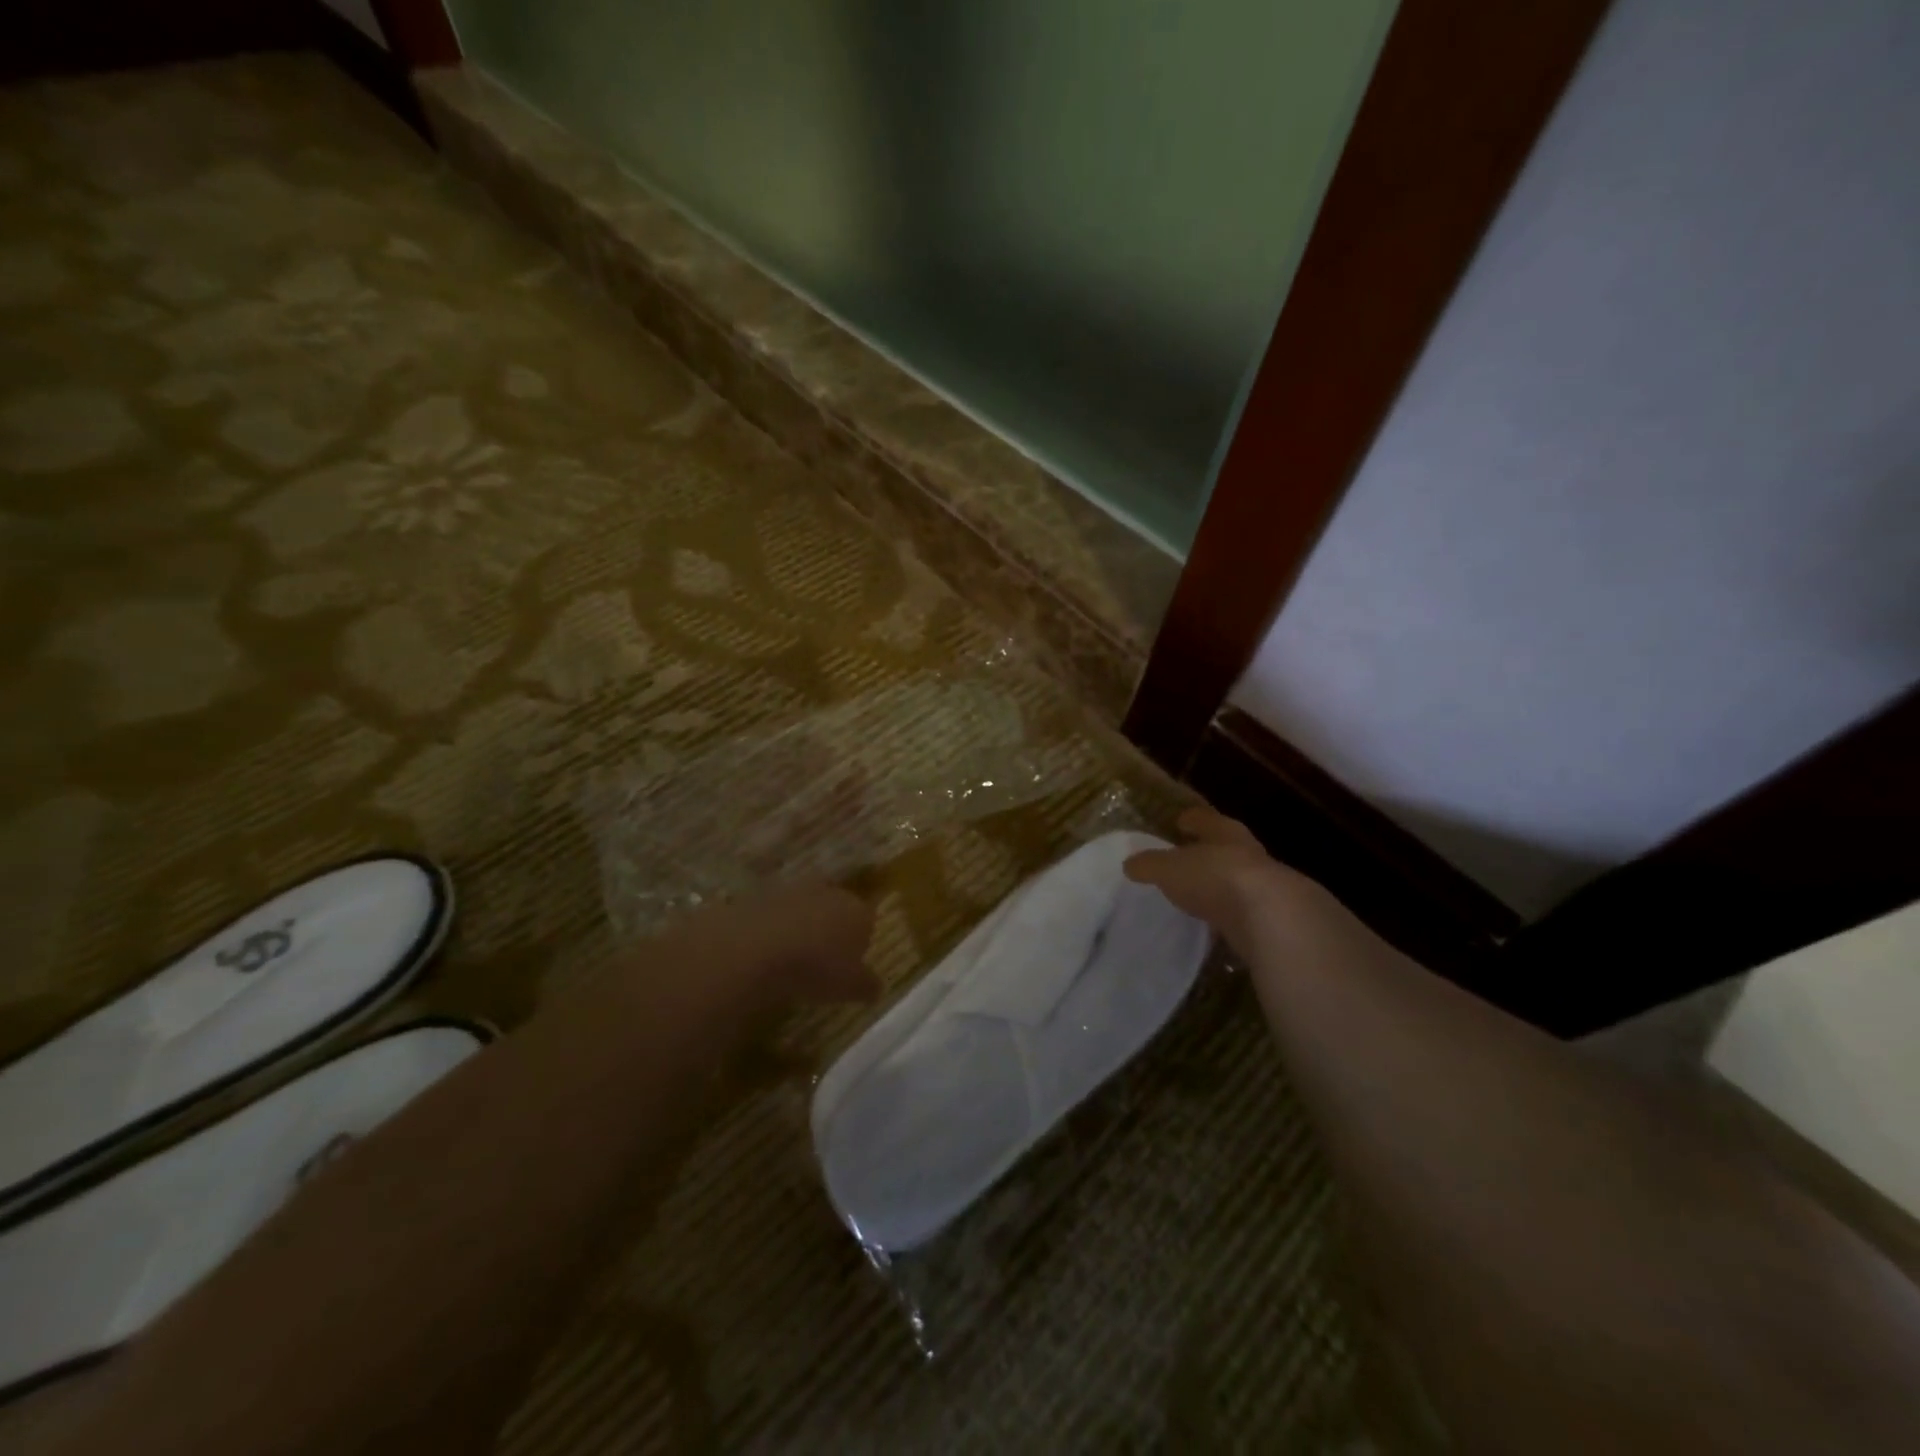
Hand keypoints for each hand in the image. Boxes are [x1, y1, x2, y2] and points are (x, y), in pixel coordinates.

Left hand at [665, 883, 879, 1014]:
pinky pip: (774, 915)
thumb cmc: (816, 968)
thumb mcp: (849, 988)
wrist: (757, 948)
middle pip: (835, 909)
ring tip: (790, 959)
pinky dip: (772, 929)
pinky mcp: (760, 896)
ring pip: (804, 908)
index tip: (850, 965)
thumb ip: (866, 985)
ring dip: (800, 926)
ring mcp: (793, 890)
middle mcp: (830, 892)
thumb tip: (877, 987)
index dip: (859, 942)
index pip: (867, 921)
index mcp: (858, 911)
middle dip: (830, 929)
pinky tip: (765, 953)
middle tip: (821, 959)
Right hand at [1124, 808, 1334, 958]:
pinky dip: (1234, 917)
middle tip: (1193, 857)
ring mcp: (1268, 890)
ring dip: (1225, 887)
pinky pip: (1248, 914)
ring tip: (1204, 895)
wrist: (1273, 920)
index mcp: (1226, 835)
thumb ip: (1151, 865)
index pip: (1208, 821)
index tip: (1182, 820)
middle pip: (1229, 849)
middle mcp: (1250, 856)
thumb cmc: (1216, 879)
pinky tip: (1222, 926)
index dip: (1195, 820)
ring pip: (1242, 882)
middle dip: (1213, 852)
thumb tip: (1129, 863)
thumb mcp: (1170, 870)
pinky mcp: (1276, 922)